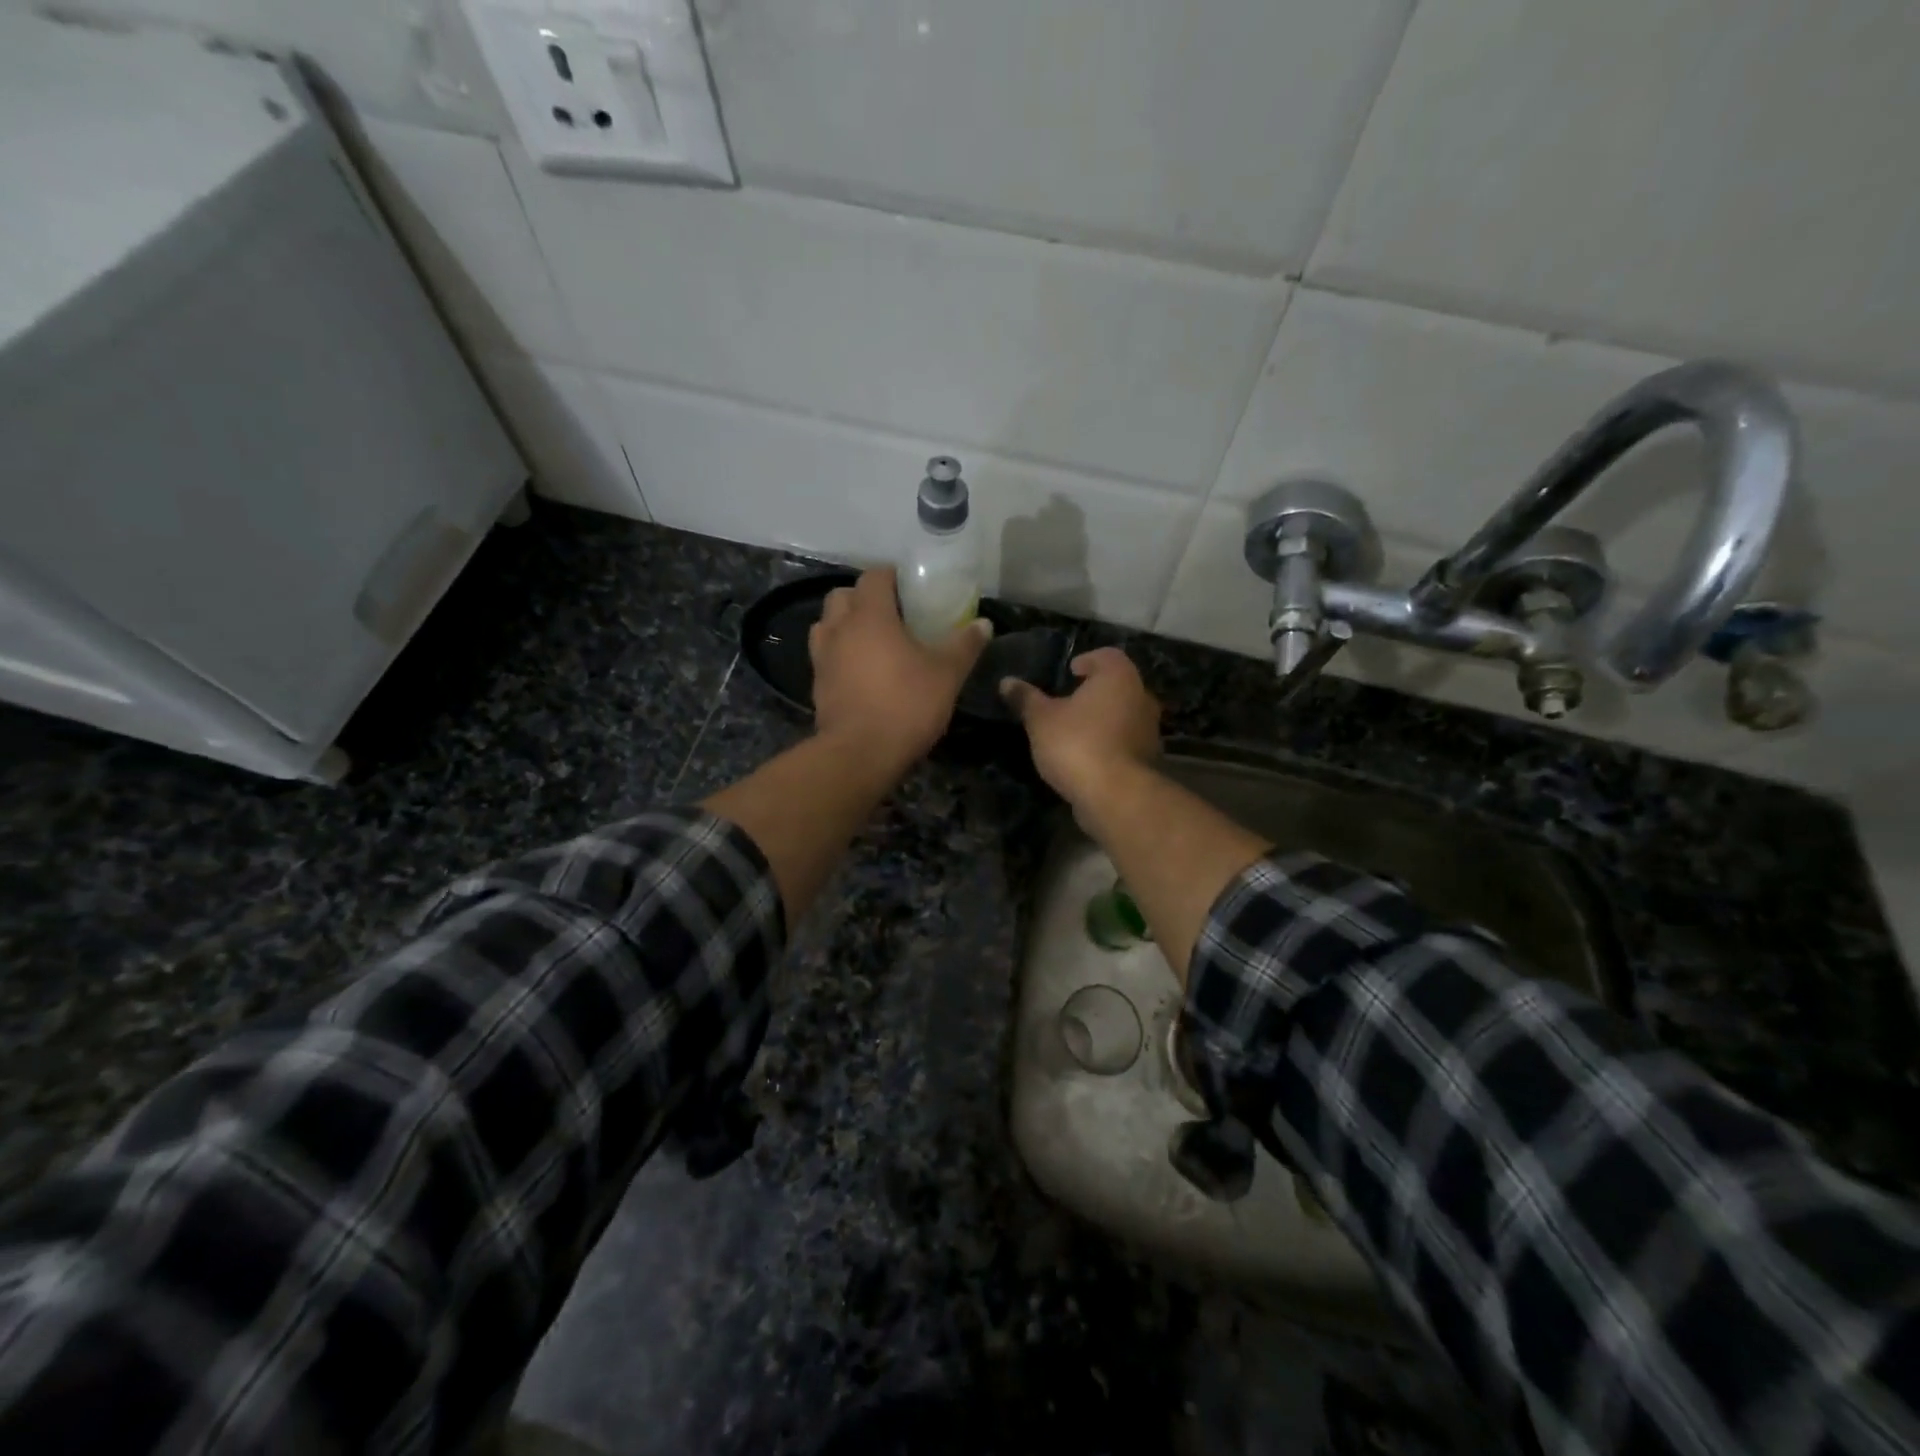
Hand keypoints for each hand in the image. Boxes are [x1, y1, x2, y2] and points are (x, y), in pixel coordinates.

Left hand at [809, 568, 991, 769]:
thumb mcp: (947, 675)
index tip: (911, 587)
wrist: (860, 754)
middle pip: (843, 596)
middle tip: (892, 614)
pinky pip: (825, 656)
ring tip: (872, 641)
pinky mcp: (817, 685)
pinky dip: (840, 654)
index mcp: (870, 616)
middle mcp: (839, 629)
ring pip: (827, 625)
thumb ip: (965, 645)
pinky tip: (861, 672)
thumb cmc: (906, 705)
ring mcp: (823, 657)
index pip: (874, 576)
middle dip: (864, 598)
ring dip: (845, 625)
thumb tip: (983, 624)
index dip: (892, 576)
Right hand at [1000, 647, 1161, 806]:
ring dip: (1103, 719)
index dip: (1087, 660)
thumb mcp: (1041, 719)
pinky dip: (1109, 743)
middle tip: (1067, 702)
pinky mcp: (1149, 758)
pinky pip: (1125, 741)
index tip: (1069, 672)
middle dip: (1094, 692)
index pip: (1107, 655)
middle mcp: (1141, 696)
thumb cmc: (1077, 743)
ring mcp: (1149, 729)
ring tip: (1074, 731)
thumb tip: (1007, 681)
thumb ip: (1025, 698)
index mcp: (1118, 676)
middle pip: (1117, 685)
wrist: (1115, 795)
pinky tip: (1087, 756)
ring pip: (1123, 714)